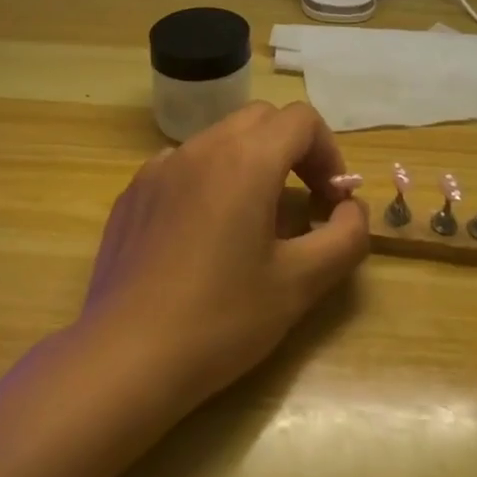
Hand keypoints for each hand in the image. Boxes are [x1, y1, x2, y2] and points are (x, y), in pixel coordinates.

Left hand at [77, 102, 370, 416]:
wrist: (125, 356)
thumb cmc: (221, 319)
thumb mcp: (300, 284)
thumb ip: (345, 237)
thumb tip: (351, 209)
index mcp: (246, 159)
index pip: (301, 120)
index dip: (329, 152)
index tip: (331, 199)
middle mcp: (201, 147)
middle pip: (261, 120)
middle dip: (292, 150)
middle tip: (303, 202)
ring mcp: (159, 166)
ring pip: (219, 139)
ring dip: (250, 163)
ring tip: (253, 222)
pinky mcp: (133, 192)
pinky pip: (183, 166)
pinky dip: (208, 180)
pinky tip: (202, 235)